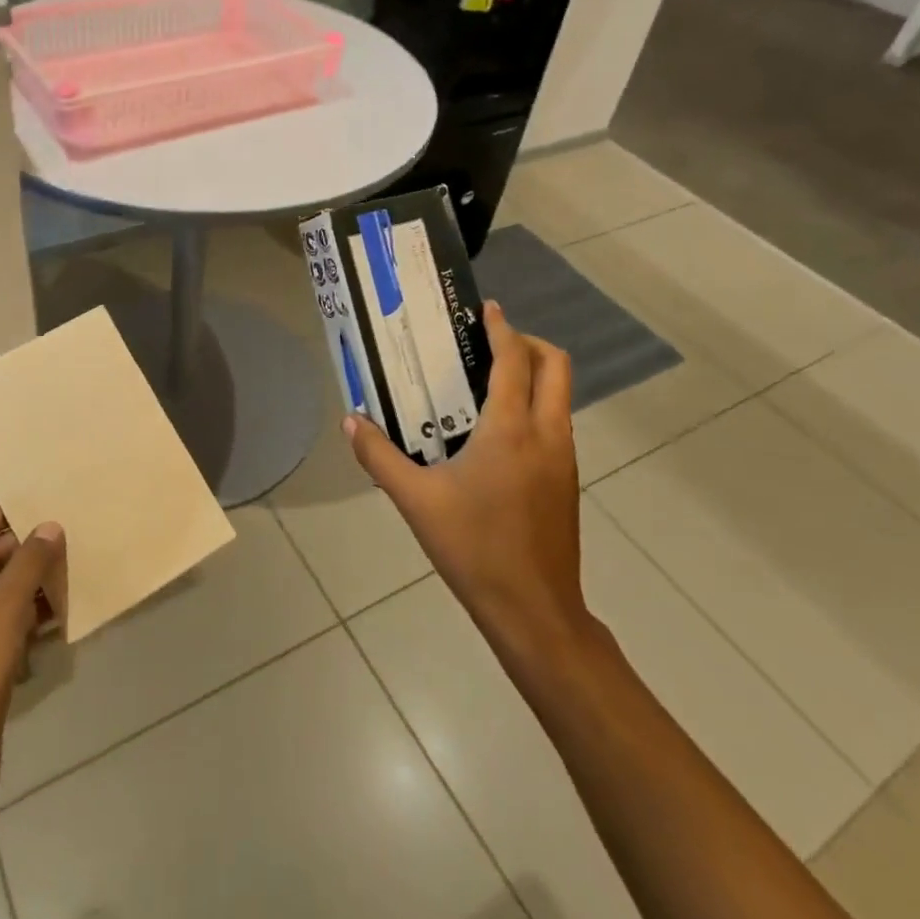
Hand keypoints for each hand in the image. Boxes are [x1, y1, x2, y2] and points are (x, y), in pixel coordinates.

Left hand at [0, 503, 62, 828]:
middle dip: (23, 549)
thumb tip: (49, 526)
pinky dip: (25, 617)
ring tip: (71, 572)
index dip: (1, 511)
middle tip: (67, 538)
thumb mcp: (6, 604)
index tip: (42, 505)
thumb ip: (30, 560)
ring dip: (29, 584)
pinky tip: (59, 617)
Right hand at [345, 302, 593, 684]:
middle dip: (528, 343)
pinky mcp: (568, 481)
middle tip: (489, 343)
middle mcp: (547, 434)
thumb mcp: (415, 501)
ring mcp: (564, 458)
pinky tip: (498, 432)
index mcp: (511, 430)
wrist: (534, 610)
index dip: (501, 328)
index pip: (514, 360)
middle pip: (555, 366)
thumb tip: (351, 420)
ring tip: (487, 382)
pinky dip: (534, 405)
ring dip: (533, 375)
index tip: (485, 308)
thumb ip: (379, 456)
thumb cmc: (473, 548)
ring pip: (560, 395)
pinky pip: (557, 423)